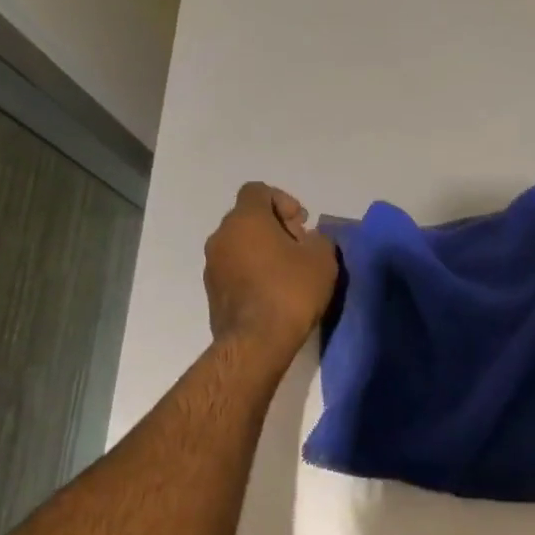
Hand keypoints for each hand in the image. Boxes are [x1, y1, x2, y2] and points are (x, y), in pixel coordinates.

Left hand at [203, 182, 337, 353]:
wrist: (256, 343)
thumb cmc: (291, 290)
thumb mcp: (322, 258)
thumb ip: (318, 238)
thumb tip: (308, 240)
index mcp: (245, 219)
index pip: (257, 191)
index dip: (282, 200)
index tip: (301, 223)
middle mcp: (221, 236)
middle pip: (248, 217)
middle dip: (275, 226)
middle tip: (299, 247)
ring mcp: (212, 265)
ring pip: (239, 244)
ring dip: (262, 250)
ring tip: (288, 273)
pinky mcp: (211, 292)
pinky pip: (234, 269)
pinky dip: (251, 271)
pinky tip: (273, 292)